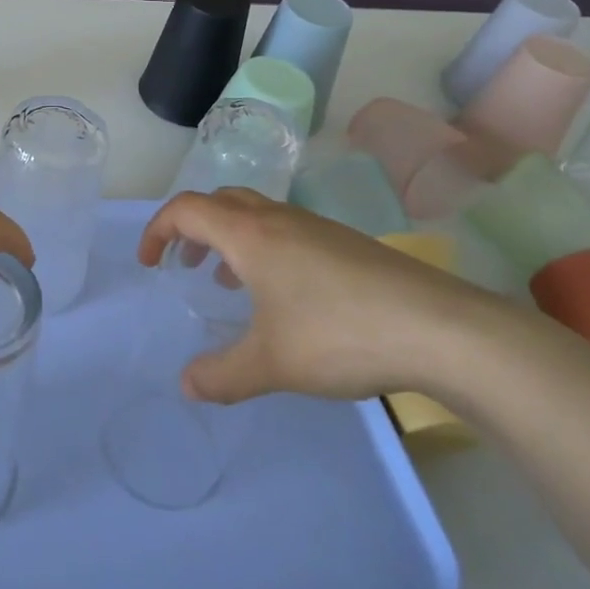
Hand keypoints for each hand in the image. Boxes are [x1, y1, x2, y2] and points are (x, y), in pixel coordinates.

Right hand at [138, 188, 490, 402]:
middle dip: (192, 228)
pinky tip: (282, 296)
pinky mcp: (345, 244)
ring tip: (227, 281)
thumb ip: (222, 375)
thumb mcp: (271, 363)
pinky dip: (263, 249)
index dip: (157, 230)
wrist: (440, 328)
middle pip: (219, 201)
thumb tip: (186, 386)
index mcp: (250, 234)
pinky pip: (285, 231)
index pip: (186, 209)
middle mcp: (279, 219)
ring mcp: (316, 227)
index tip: (149, 264)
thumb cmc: (339, 335)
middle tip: (184, 265)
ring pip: (255, 214)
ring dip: (229, 238)